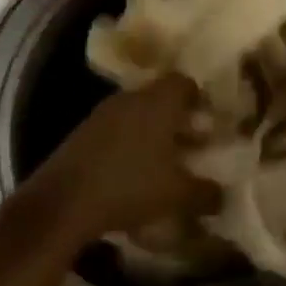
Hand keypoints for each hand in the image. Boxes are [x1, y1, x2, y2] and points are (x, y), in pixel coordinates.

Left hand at [16, 74, 221, 242]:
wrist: (62, 203)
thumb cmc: (129, 186)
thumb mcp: (177, 195)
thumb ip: (205, 192)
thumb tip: (223, 194)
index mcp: (158, 101)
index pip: (184, 82)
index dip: (199, 99)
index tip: (208, 121)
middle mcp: (131, 97)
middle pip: (160, 97)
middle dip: (177, 118)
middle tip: (190, 143)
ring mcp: (102, 113)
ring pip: (136, 113)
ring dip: (151, 131)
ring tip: (162, 161)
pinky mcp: (82, 133)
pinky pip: (115, 129)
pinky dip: (128, 142)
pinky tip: (131, 172)